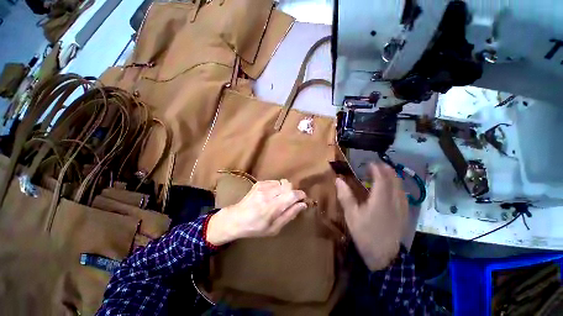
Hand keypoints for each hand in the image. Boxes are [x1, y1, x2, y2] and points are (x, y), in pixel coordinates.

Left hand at [206, 179, 307, 245]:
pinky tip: (272, 195)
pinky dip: (278, 187)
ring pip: (282, 182)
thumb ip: (289, 215)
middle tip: (290, 201)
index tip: (303, 199)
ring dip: (285, 190)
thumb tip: (303, 205)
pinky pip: (275, 182)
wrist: (236, 218)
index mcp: (271, 207)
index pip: (292, 194)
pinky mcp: (259, 183)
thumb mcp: (274, 228)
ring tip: (279, 199)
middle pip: (288, 185)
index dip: (300, 195)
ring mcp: (262, 186)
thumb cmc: (256, 227)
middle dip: (293, 192)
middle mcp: (267, 194)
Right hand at [335, 163, 407, 270]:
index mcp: (380, 201)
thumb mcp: (351, 215)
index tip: (370, 163)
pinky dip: (398, 187)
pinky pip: (403, 195)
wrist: (384, 256)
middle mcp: (394, 201)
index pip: (381, 179)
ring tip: (385, 173)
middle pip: (394, 181)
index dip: (377, 169)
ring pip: (401, 187)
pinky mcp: (404, 214)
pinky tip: (394, 188)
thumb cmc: (365, 234)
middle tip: (378, 165)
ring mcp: (401, 208)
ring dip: (393, 177)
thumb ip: (345, 196)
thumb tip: (338, 180)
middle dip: (387, 170)